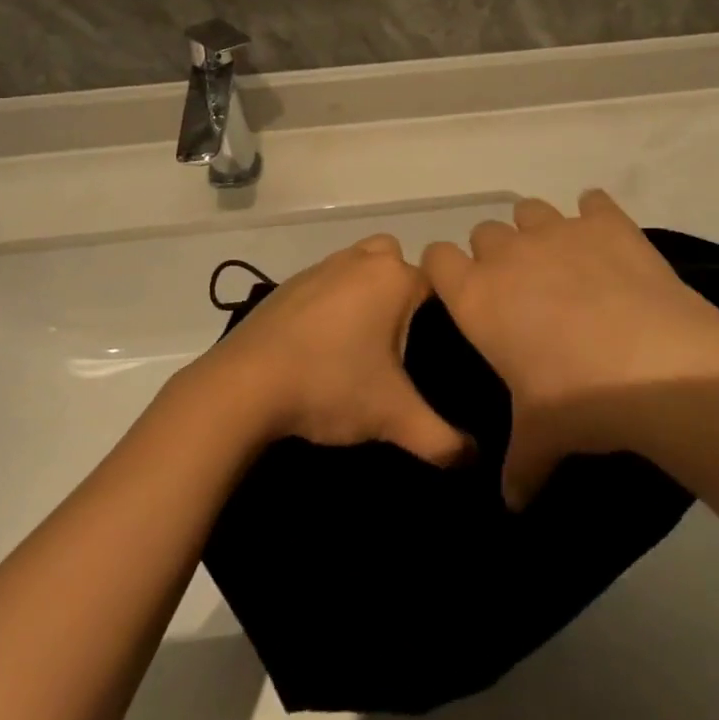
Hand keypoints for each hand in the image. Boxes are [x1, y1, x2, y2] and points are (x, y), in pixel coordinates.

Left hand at [197, 235, 470, 464]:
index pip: (438, 284)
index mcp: (393, 277)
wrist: (244, 385)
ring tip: (364, 348)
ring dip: (368, 297)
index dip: (443, 318)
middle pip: (398, 265)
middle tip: (401, 345)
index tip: (437, 355)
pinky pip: (328, 284)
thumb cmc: (329, 384)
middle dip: (404, 297)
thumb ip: (442, 441)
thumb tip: (474, 459)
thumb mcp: (393, 417)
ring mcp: (321, 267)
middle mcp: (360, 259)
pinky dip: (334, 304)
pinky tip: (325, 347)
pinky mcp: (290, 284)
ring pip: (361, 270)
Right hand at [422, 191, 718, 506]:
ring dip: (538, 232)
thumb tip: (513, 503)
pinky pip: (593, 202)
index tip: (462, 292)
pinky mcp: (606, 221)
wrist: (656, 367)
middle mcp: (509, 252)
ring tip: (564, 264)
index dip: (446, 273)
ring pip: (530, 210)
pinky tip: (608, 244)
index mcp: (477, 295)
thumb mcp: (540, 439)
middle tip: (521, 290)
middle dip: (496, 255)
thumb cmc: (579, 401)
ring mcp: (558, 230)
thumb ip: (518, 466)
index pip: (437, 259)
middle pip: (484, 232)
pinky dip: (596, 217)